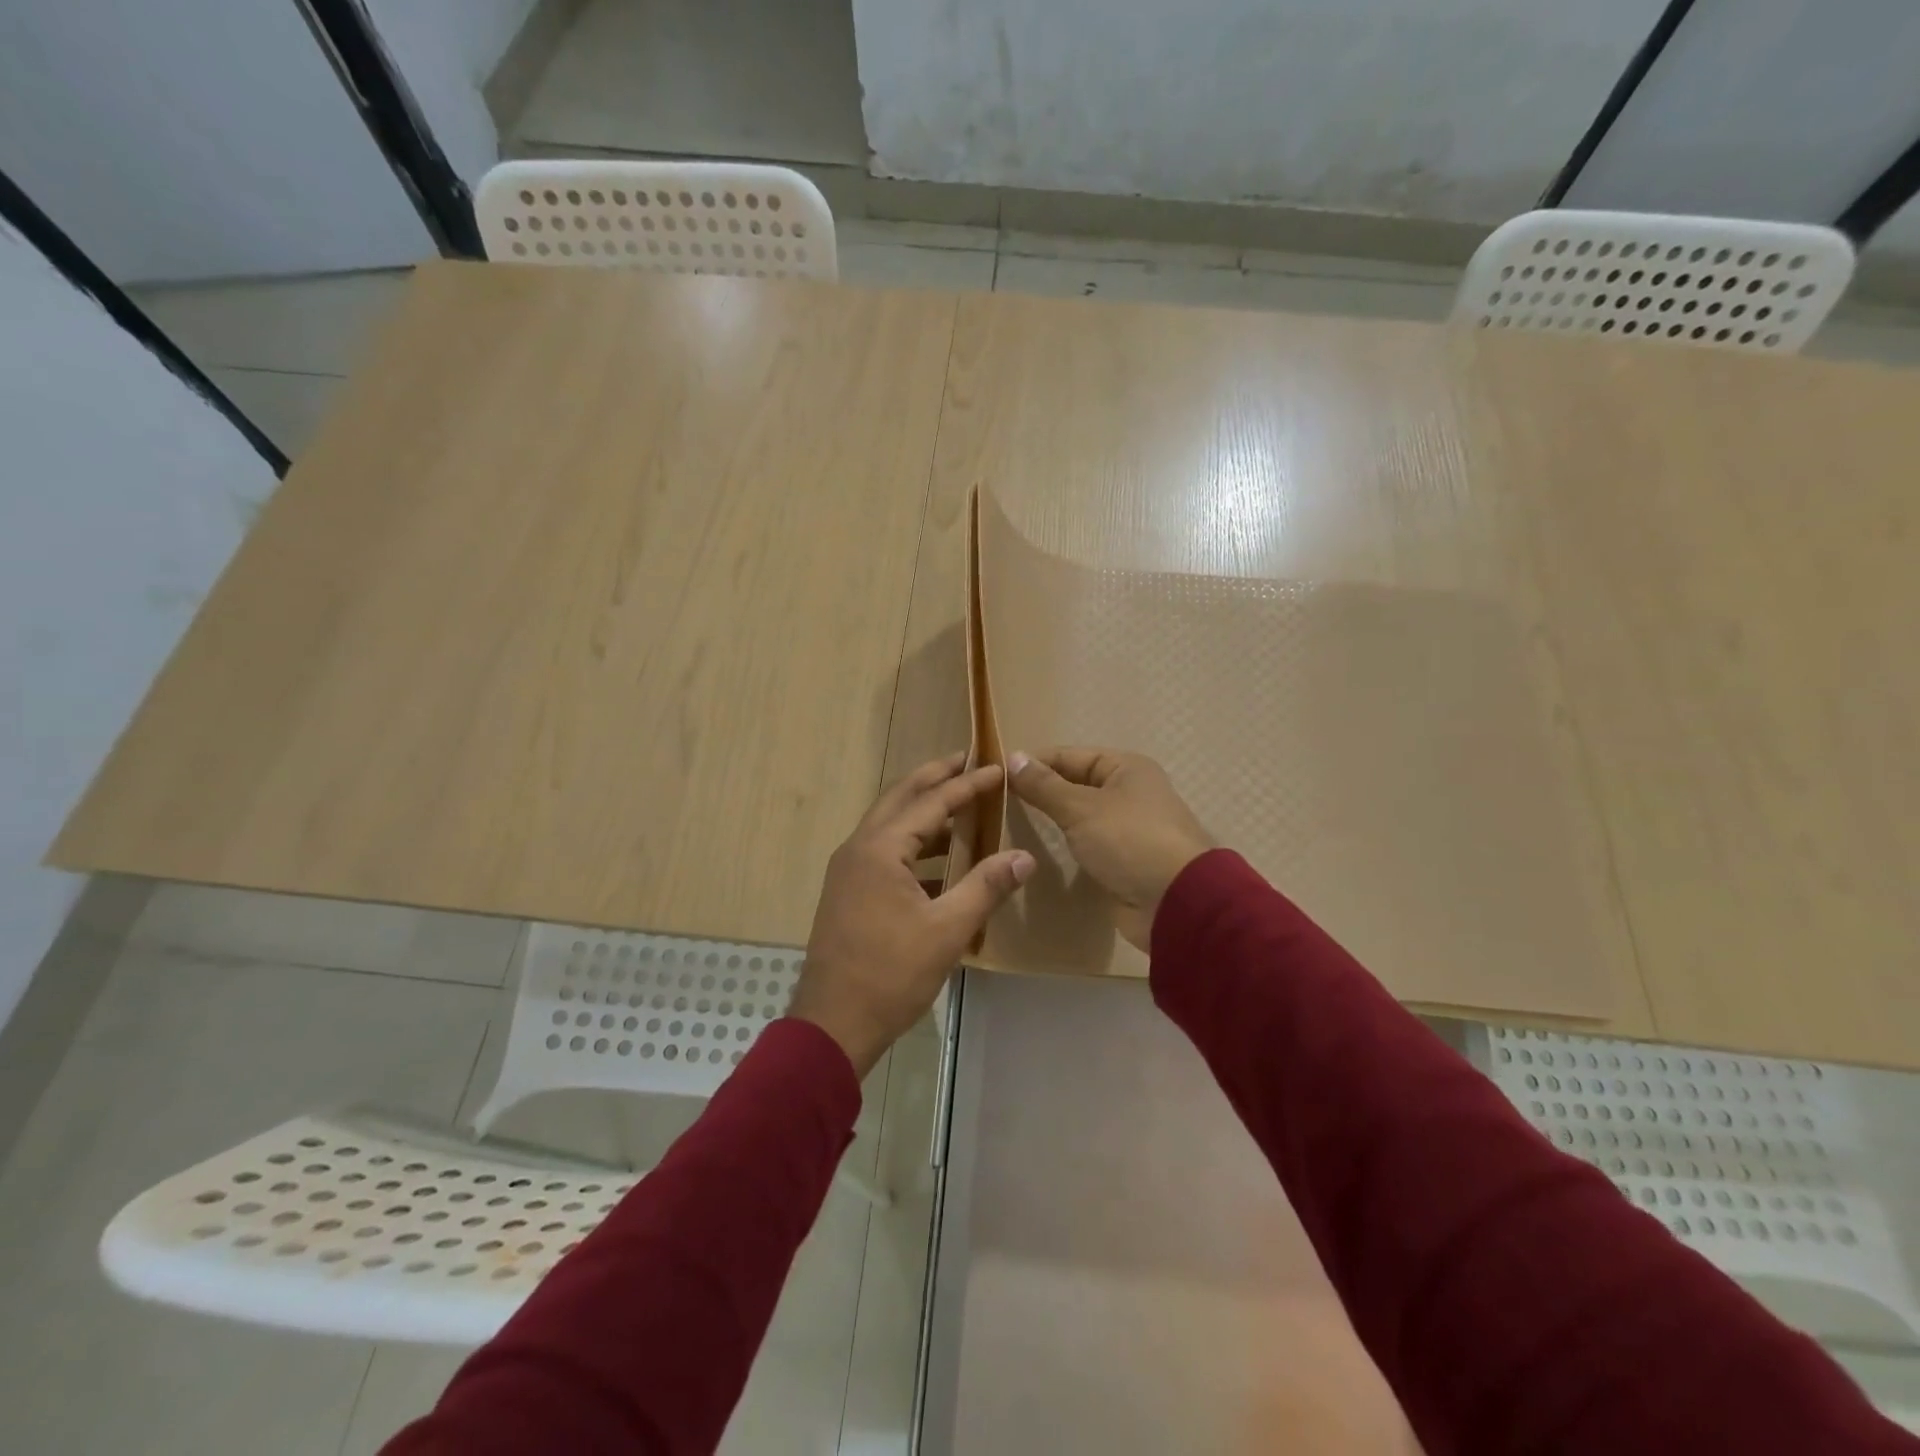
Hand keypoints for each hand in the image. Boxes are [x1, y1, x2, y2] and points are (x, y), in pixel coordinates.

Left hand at [792, 753, 1034, 1075]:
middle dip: (934, 777)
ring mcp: (848, 870)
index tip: (997, 768)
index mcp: (880, 849)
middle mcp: (858, 848)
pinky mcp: (847, 891)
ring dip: (922, 810)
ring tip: (959, 803)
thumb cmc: (891, 974)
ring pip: (889, 824)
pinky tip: (939, 860)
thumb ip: (987, 887)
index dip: (967, 785)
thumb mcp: (947, 930)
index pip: (931, 802)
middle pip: (900, 798)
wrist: (833, 1022)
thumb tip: (1025, 857)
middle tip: (967, 760)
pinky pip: (883, 850)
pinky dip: (912, 843)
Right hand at [1009, 747, 1212, 950]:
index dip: (1034, 763)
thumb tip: (1013, 757)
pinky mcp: (1123, 861)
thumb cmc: (1130, 841)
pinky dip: (1066, 845)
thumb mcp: (1081, 808)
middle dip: (1040, 792)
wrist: (1177, 903)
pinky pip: (1087, 844)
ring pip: (1079, 816)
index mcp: (1126, 768)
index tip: (995, 775)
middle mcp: (1129, 793)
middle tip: (998, 802)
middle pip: (1074, 784)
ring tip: (1010, 825)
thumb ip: (1044, 786)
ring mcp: (1127, 829)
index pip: (1069, 756)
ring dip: (1052, 820)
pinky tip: (1037, 851)